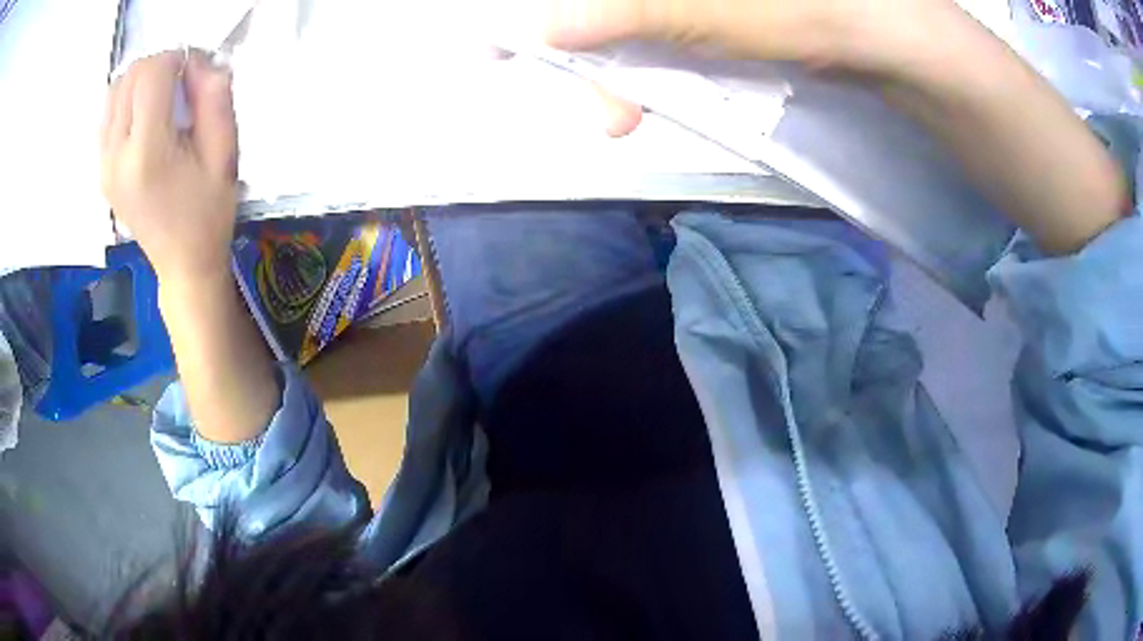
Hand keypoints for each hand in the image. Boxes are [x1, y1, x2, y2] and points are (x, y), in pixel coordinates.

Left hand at [101, 50, 238, 283]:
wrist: (182, 264)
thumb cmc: (208, 212)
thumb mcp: (226, 152)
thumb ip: (214, 99)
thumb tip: (198, 63)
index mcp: (148, 153)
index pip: (150, 75)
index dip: (176, 58)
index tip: (195, 71)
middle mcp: (117, 156)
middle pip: (129, 77)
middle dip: (158, 65)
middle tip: (180, 84)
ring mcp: (104, 165)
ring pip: (114, 91)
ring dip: (140, 81)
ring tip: (162, 99)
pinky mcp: (101, 171)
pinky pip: (107, 115)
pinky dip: (126, 100)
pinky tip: (144, 116)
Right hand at [535, 0, 1124, 252]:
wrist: (928, 62)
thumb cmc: (849, 21)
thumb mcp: (742, 15)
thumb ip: (646, 11)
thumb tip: (547, 24)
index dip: (555, 10)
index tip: (501, 40)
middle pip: (620, 8)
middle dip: (588, 49)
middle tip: (596, 112)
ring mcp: (722, 4)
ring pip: (642, 24)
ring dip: (618, 68)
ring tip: (619, 117)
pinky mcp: (744, 21)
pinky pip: (675, 37)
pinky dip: (653, 67)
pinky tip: (650, 96)